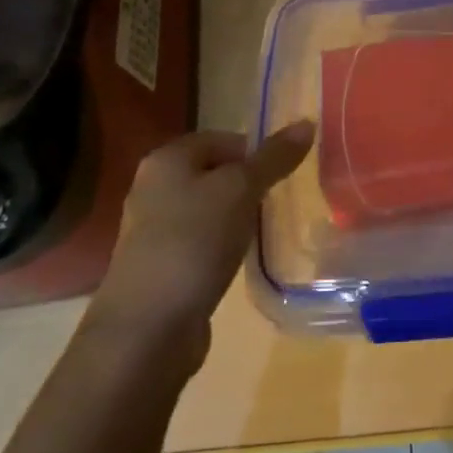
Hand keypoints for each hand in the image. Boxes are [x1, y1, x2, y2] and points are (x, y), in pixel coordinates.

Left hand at [87, 123, 314, 367]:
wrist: (146, 329)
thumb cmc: (193, 244)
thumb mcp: (241, 191)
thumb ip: (274, 158)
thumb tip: (306, 123)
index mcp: (167, 159)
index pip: (223, 138)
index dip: (256, 152)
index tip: (285, 175)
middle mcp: (154, 187)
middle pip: (215, 173)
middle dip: (249, 185)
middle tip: (280, 201)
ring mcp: (153, 229)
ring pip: (209, 209)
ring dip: (237, 218)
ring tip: (265, 231)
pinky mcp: (161, 266)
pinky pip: (201, 242)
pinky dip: (222, 246)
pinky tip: (240, 260)